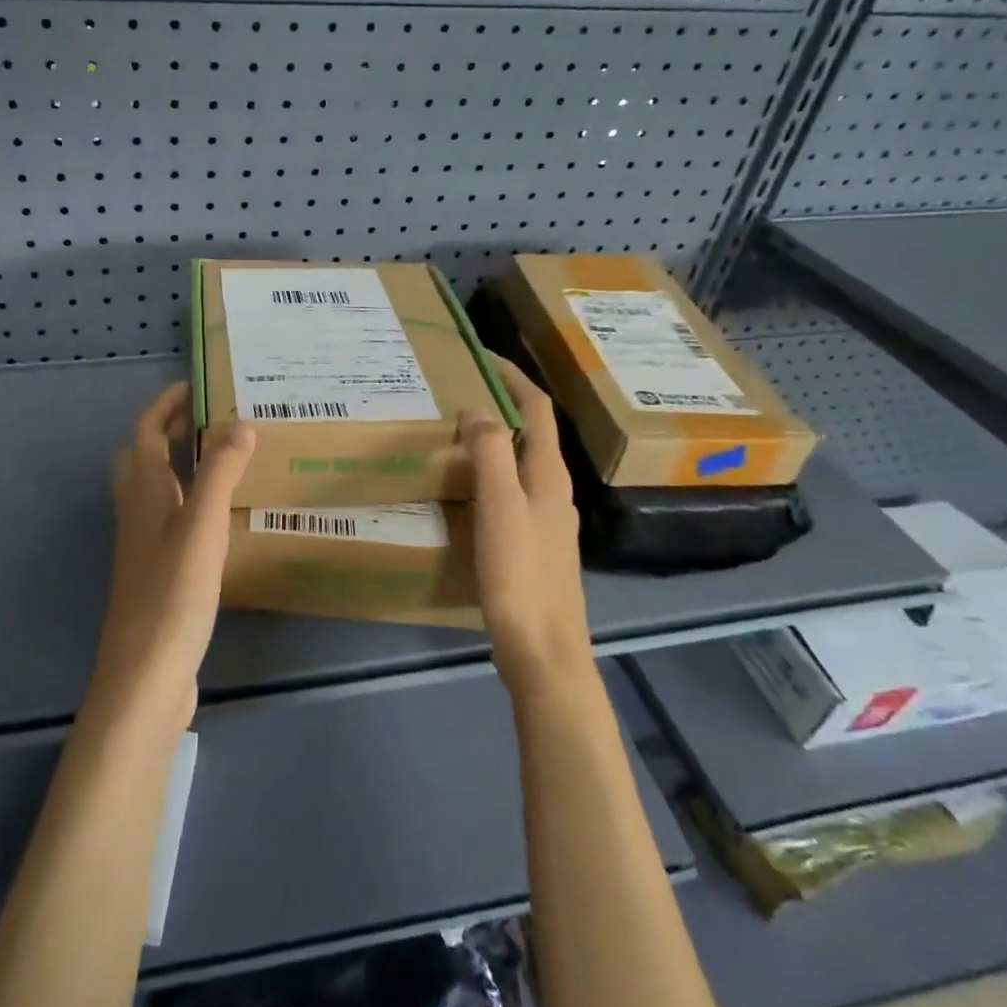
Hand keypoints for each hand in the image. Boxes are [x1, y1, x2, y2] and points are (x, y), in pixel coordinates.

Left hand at [89, 382, 255, 731]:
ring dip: (179, 465)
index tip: (195, 386)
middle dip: (170, 431)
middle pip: (143, 457)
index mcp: (142, 493)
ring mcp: (143, 545)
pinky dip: (189, 500)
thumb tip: (240, 423)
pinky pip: (169, 518)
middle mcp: (137, 512)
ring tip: (222, 459)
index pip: (146, 432)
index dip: (166, 405)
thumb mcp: (201, 527)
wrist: (145, 675)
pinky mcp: (156, 572)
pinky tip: (219, 517)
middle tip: (211, 419)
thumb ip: (219, 473)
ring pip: (155, 489)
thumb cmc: (172, 595)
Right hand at [461, 358, 593, 697]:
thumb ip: (491, 451)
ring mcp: (546, 519)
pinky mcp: (533, 545)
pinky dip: (489, 475)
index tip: (480, 357)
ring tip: (453, 436)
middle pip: (531, 433)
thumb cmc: (520, 574)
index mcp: (549, 474)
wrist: (543, 650)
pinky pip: (510, 492)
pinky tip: (463, 491)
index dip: (512, 377)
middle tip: (457, 394)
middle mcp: (553, 490)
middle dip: (500, 405)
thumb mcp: (501, 505)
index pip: (537, 408)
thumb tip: (477, 408)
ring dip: (493, 441)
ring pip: (519, 464)